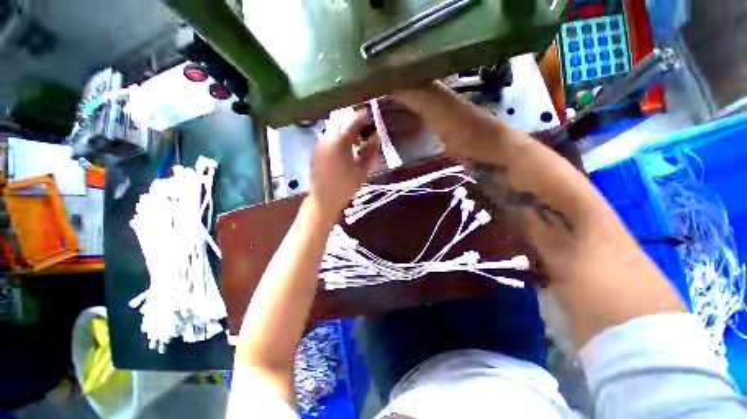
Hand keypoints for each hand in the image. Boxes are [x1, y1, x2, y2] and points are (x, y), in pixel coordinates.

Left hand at [310, 107, 379, 216]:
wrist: (324, 200)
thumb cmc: (345, 187)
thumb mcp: (362, 171)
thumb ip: (370, 152)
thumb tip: (377, 137)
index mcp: (339, 142)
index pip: (353, 120)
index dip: (364, 116)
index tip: (373, 118)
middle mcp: (327, 138)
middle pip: (339, 116)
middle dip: (352, 117)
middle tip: (364, 126)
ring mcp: (320, 143)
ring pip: (333, 125)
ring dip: (345, 126)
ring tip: (357, 137)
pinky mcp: (318, 150)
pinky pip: (329, 135)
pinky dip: (339, 134)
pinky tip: (347, 146)